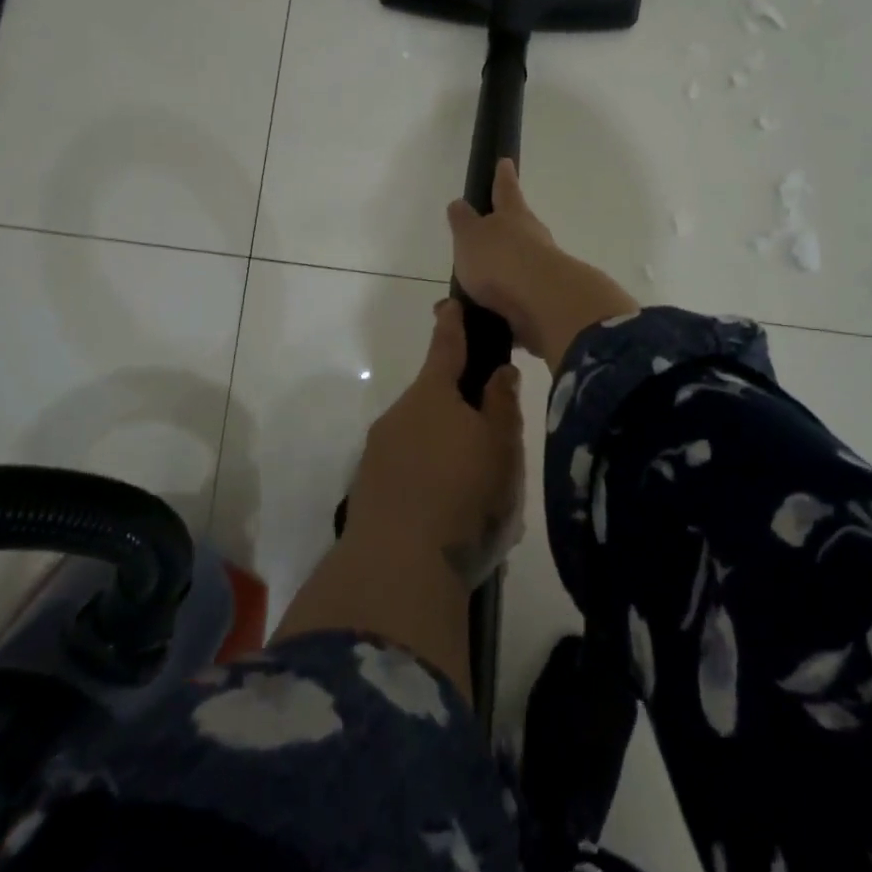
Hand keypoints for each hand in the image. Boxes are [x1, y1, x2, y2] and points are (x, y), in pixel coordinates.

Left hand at [347, 299, 524, 586]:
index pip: (446, 347)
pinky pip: (407, 472)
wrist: (398, 567)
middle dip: (459, 410)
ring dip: (445, 452)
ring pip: (421, 439)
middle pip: (434, 400)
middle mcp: (399, 415)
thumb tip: (499, 371)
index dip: (452, 325)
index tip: (451, 304)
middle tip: (493, 444)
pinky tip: (449, 514)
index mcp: (433, 395)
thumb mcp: (501, 447)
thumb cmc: (464, 496)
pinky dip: (428, 480)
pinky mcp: (369, 489)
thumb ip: (502, 404)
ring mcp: (378, 453)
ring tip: (478, 493)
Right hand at [447, 159, 636, 367]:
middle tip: (483, 237)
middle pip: (518, 228)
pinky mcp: (545, 302)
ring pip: (517, 267)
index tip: (505, 162)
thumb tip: (459, 204)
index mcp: (513, 216)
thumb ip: (463, 222)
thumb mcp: (470, 236)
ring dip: (498, 276)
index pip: (505, 189)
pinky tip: (484, 318)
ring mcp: (543, 271)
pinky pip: (518, 301)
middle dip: (502, 232)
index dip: (503, 177)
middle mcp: (533, 239)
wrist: (544, 304)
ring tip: (470, 292)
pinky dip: (502, 306)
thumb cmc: (501, 260)